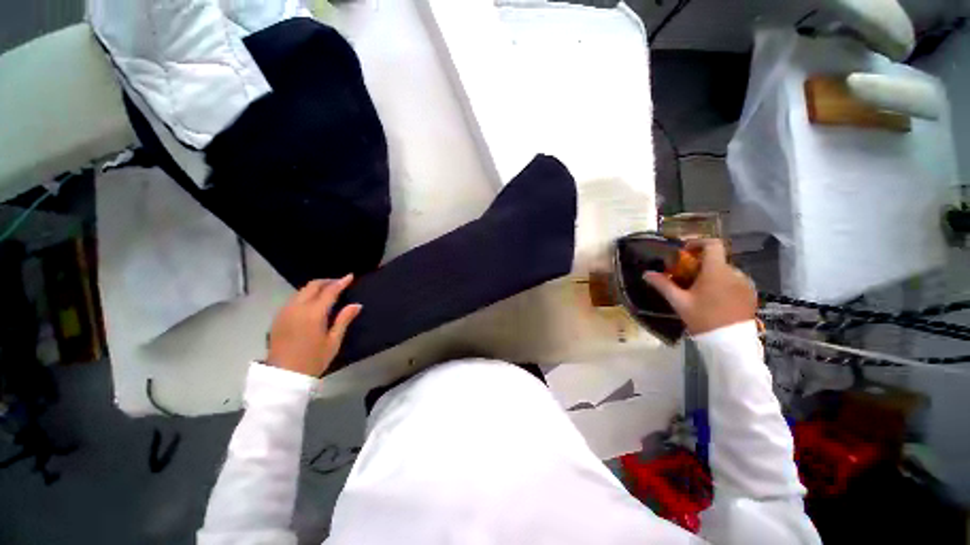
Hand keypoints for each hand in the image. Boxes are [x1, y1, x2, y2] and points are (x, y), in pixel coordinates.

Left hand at [267, 275, 362, 376]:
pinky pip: (293, 299)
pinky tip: (312, 303)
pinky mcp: (278, 318)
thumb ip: (344, 320)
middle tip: (339, 283)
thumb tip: (356, 305)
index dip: (340, 282)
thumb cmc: (313, 360)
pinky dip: (305, 296)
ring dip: (315, 288)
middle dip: (327, 282)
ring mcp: (285, 312)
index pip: (329, 291)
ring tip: (327, 292)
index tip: (350, 276)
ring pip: (301, 291)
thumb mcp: (333, 341)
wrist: (283, 377)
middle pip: (312, 286)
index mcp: (314, 314)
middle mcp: (297, 308)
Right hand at [643, 239, 756, 335]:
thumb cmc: (703, 319)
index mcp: (716, 271)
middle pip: (716, 259)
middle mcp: (735, 273)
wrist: (730, 344)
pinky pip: (734, 281)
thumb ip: (663, 285)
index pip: (712, 244)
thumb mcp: (679, 302)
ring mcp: (745, 284)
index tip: (684, 252)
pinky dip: (722, 283)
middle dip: (699, 264)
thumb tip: (646, 274)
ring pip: (725, 271)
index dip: (697, 242)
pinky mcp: (750, 294)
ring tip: (699, 291)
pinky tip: (713, 299)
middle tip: (685, 277)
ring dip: (711, 274)